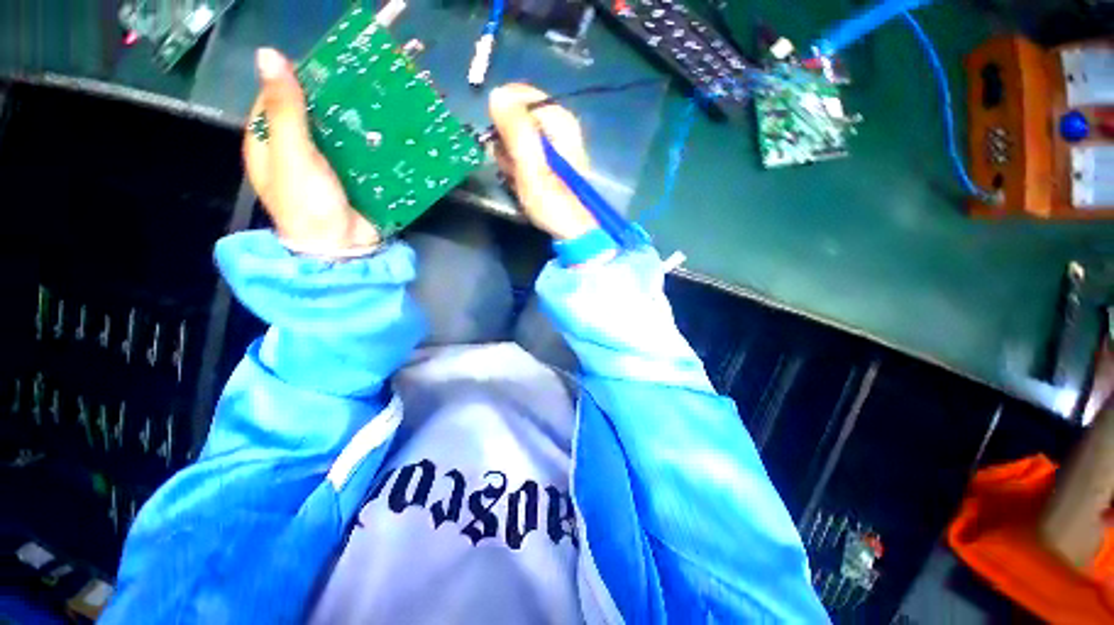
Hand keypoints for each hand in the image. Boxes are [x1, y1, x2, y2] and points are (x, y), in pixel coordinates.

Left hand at [244, 48, 378, 256]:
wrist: (343, 249)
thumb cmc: (309, 206)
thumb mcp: (292, 156)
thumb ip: (284, 111)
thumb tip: (269, 54)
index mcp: (267, 142)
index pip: (273, 98)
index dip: (293, 80)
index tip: (324, 67)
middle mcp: (292, 150)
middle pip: (307, 114)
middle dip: (328, 100)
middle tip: (357, 84)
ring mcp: (322, 166)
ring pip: (333, 132)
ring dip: (351, 120)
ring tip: (375, 103)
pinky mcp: (348, 178)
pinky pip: (354, 152)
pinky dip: (365, 141)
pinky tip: (382, 132)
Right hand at [489, 84, 598, 240]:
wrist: (573, 231)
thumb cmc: (553, 200)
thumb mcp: (531, 163)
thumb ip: (515, 127)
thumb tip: (496, 94)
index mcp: (558, 119)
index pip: (518, 95)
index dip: (501, 117)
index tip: (500, 143)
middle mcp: (558, 127)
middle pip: (516, 119)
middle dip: (506, 144)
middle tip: (513, 168)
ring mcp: (554, 146)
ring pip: (517, 140)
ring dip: (510, 159)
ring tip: (518, 180)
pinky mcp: (550, 164)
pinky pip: (523, 157)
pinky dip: (518, 170)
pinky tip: (522, 185)